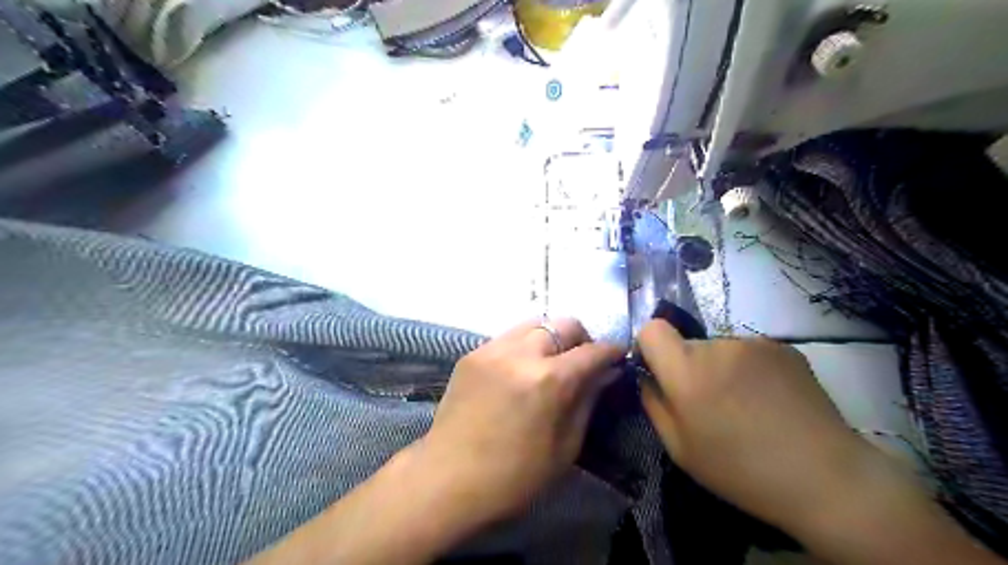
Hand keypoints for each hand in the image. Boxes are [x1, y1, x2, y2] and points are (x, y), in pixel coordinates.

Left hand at [413, 318, 626, 524]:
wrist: (448, 479)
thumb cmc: (514, 476)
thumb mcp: (565, 447)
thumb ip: (587, 400)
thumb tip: (606, 372)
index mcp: (549, 380)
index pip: (592, 351)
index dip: (611, 351)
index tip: (618, 356)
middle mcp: (521, 353)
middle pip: (563, 324)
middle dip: (581, 338)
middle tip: (582, 361)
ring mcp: (492, 349)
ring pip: (535, 324)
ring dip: (552, 337)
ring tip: (551, 362)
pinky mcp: (472, 354)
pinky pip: (509, 337)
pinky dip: (525, 345)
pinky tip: (521, 370)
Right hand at [636, 320, 896, 535]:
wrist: (826, 477)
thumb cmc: (741, 470)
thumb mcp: (680, 449)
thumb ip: (653, 404)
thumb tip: (648, 378)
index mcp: (687, 370)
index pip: (652, 329)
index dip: (650, 347)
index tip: (660, 373)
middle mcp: (718, 346)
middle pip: (687, 344)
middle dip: (689, 367)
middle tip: (710, 404)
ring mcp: (754, 343)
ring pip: (719, 350)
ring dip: (721, 369)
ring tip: (746, 407)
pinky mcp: (784, 347)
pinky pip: (749, 353)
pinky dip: (750, 371)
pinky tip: (770, 402)